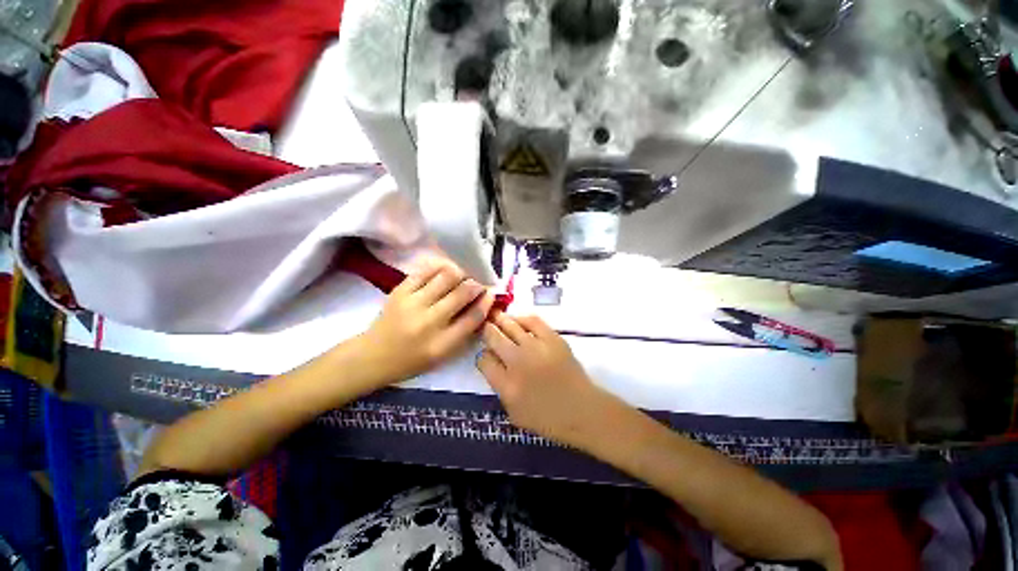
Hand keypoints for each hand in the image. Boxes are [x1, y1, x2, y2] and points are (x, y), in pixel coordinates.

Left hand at [360, 260, 494, 383]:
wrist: (372, 356)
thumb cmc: (412, 360)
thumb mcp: (442, 356)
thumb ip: (463, 333)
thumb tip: (481, 307)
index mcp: (441, 345)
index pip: (473, 318)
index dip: (486, 302)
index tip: (491, 293)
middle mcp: (428, 323)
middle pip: (462, 294)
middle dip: (476, 285)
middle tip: (478, 283)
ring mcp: (412, 304)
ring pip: (446, 277)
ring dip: (461, 273)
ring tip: (463, 275)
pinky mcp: (399, 291)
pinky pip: (425, 272)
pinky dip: (440, 267)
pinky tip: (446, 269)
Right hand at [477, 313, 619, 448]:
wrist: (582, 410)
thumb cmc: (547, 418)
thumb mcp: (514, 413)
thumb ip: (499, 387)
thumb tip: (492, 363)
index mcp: (507, 385)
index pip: (484, 360)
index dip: (482, 356)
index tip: (486, 355)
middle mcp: (518, 362)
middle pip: (493, 338)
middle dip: (486, 331)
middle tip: (484, 326)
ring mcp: (536, 347)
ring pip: (510, 325)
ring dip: (499, 320)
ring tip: (495, 316)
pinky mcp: (552, 338)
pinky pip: (532, 320)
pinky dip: (521, 318)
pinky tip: (516, 319)